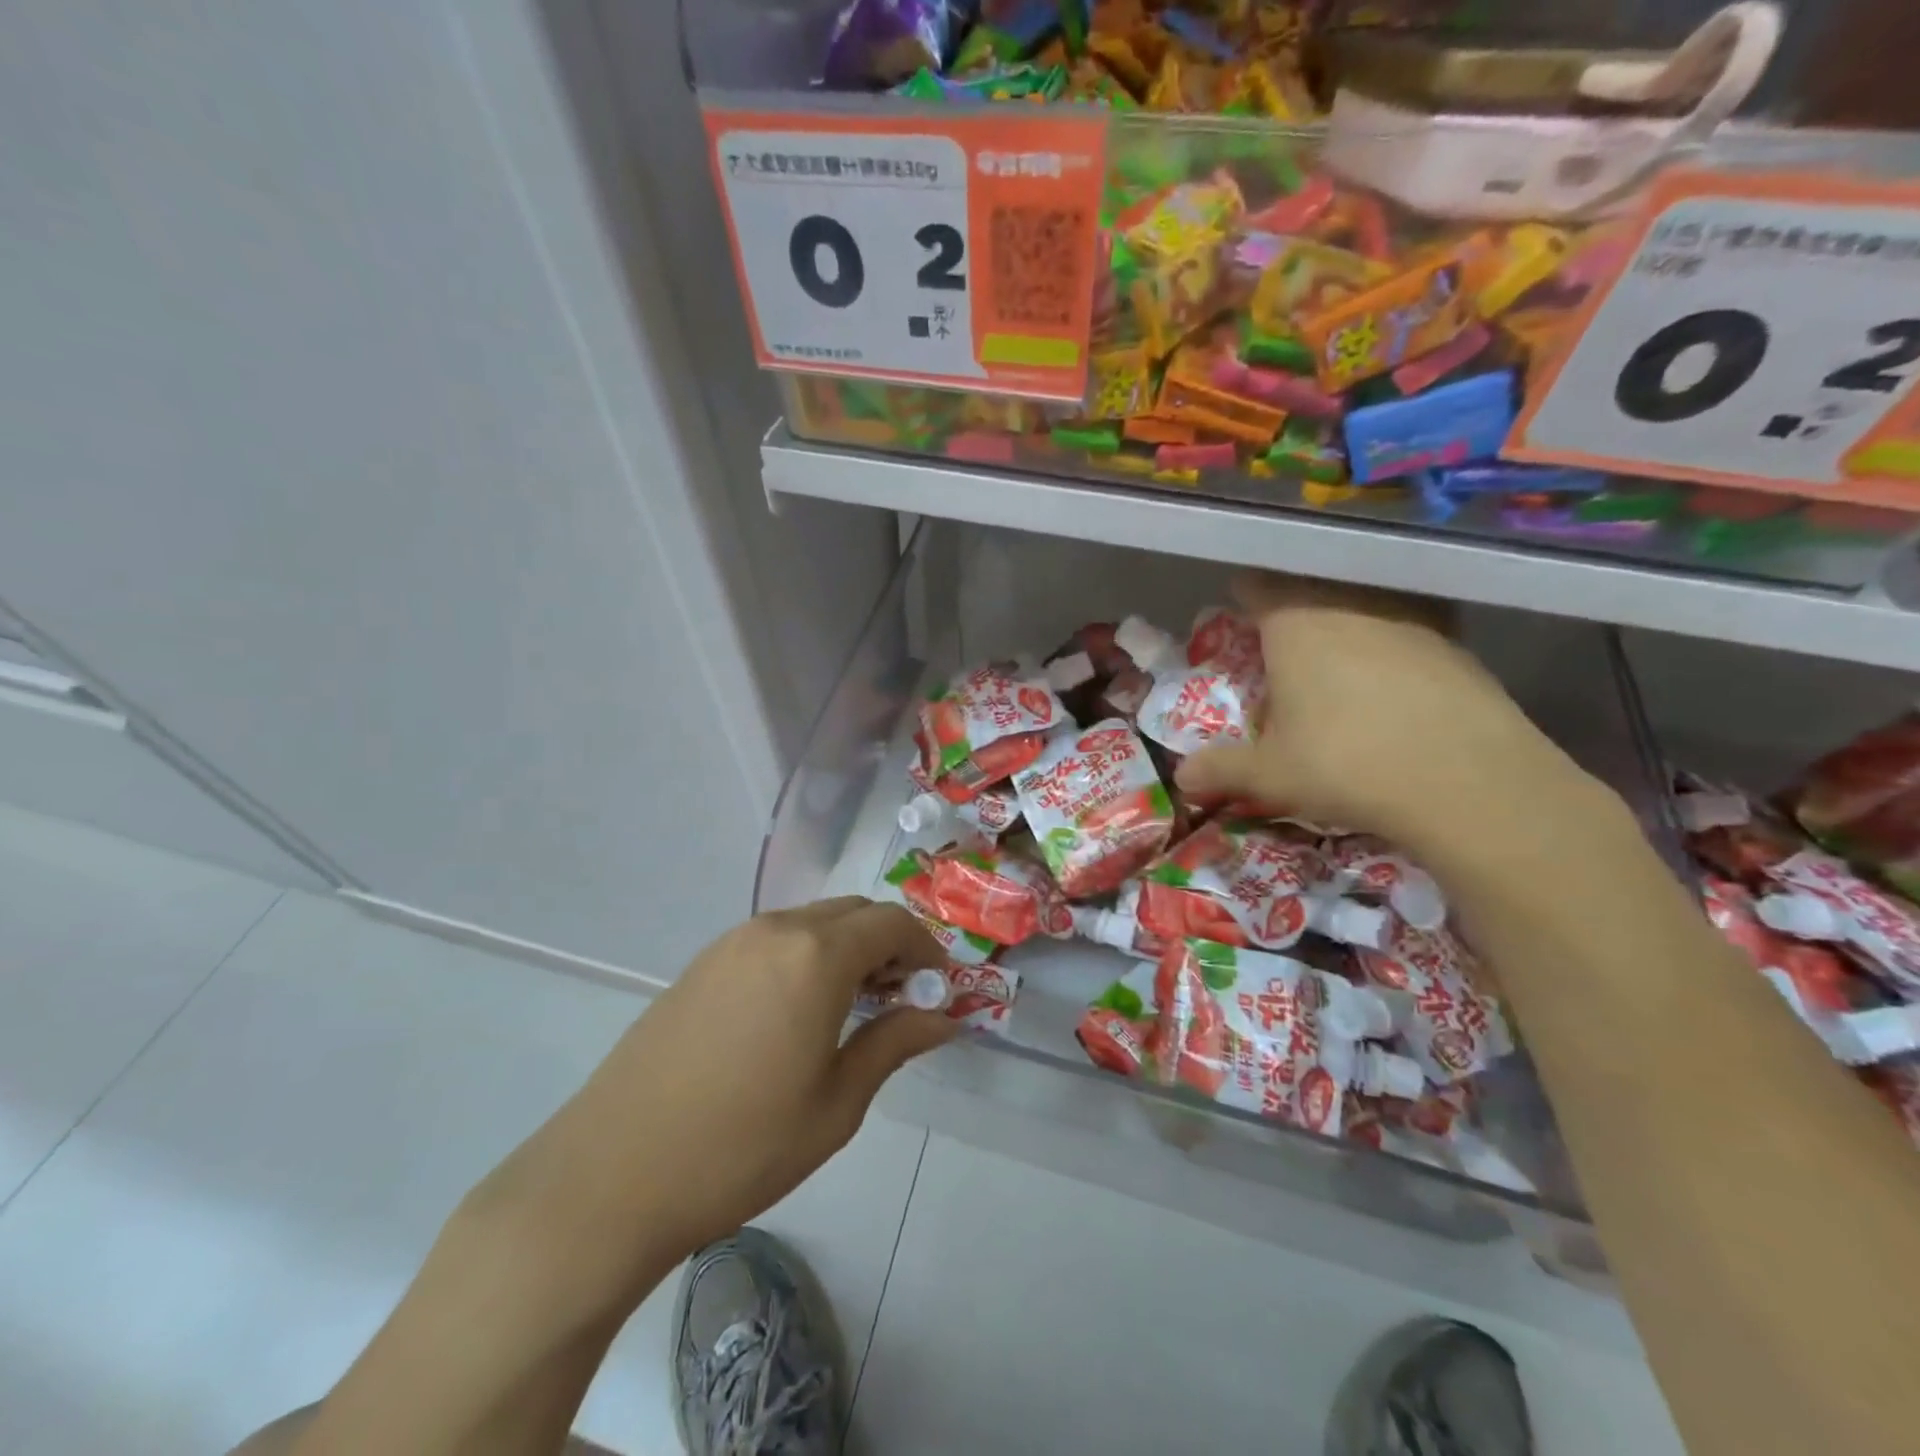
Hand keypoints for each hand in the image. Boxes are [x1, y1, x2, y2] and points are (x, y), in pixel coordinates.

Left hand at [466, 899, 954, 1308]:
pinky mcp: (702, 963)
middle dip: (889, 944)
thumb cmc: (742, 1146)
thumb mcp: (836, 1104)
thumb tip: (943, 1016)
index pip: (892, 924)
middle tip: (900, 998)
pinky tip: (798, 1010)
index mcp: (816, 955)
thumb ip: (894, 1043)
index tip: (938, 988)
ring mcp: (732, 942)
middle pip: (853, 912)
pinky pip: (774, 939)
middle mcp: (776, 930)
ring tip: (853, 1007)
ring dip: (847, 948)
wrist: (611, 1176)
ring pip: (812, 922)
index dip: (925, 949)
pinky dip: (806, 955)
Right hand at [1175, 574, 1593, 862]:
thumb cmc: (1345, 763)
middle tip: (1280, 632)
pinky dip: (1391, 639)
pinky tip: (1392, 675)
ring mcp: (1409, 620)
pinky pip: (1408, 625)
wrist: (1466, 780)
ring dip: (1345, 614)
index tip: (1237, 602)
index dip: (1244, 591)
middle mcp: (1350, 606)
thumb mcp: (1269, 775)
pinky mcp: (1455, 643)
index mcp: (1295, 624)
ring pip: (1363, 600)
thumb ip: (1220, 770)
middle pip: (1311, 586)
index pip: (1259, 586)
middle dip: (1292, 601)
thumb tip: (1181, 778)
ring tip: (1336, 649)